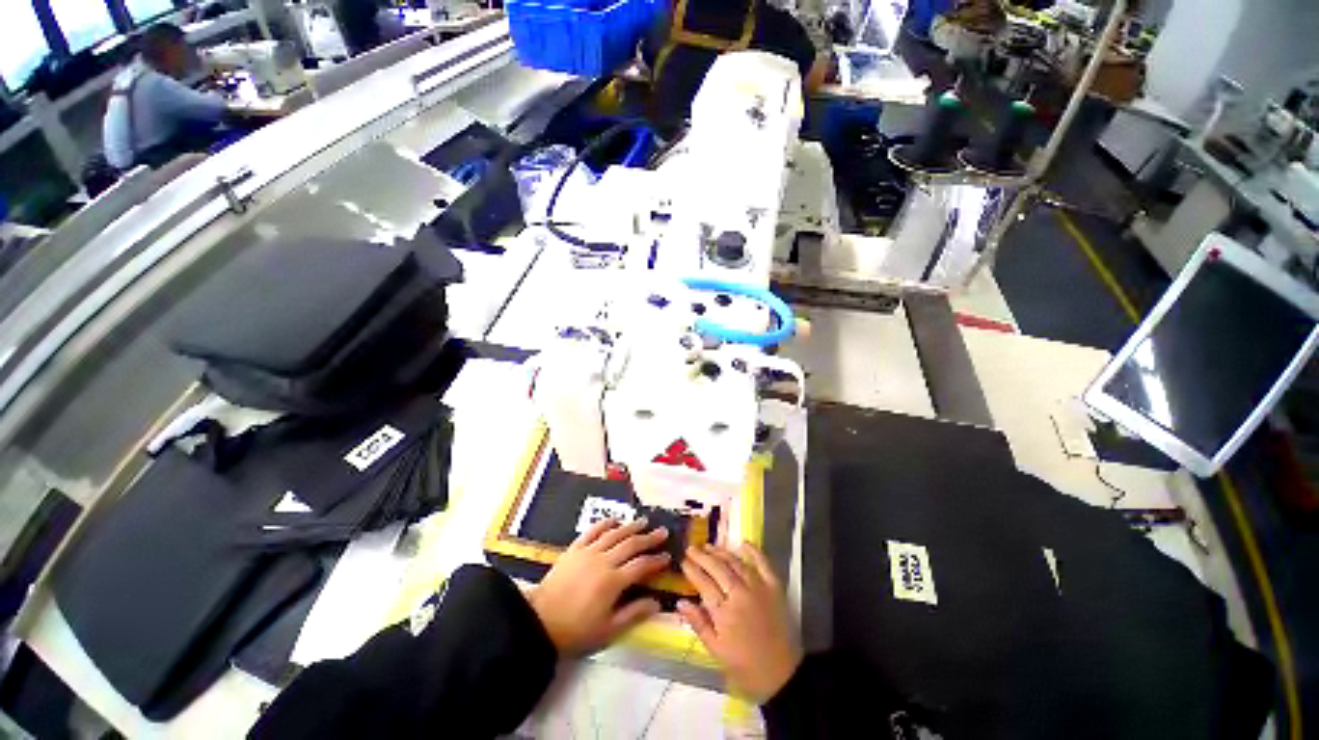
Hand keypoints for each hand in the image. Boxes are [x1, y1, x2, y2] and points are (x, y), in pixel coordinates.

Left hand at [526, 518, 669, 656]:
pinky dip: (605, 523)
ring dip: (631, 526)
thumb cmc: (576, 630)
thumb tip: (657, 602)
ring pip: (614, 533)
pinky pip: (593, 530)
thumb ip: (633, 613)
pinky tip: (614, 520)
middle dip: (649, 538)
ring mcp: (588, 552)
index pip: (641, 565)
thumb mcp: (608, 630)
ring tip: (644, 521)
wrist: (539, 622)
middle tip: (662, 532)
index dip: (656, 560)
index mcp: (613, 582)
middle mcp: (603, 561)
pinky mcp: (575, 548)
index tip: (667, 556)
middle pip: (631, 544)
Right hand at [677, 544, 802, 702]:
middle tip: (691, 548)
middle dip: (702, 556)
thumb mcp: (716, 651)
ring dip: (721, 552)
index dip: (692, 570)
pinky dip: (753, 551)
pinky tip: (743, 543)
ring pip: (736, 562)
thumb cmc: (745, 667)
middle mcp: (740, 594)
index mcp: (724, 612)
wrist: (783, 675)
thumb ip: (699, 624)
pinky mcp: (774, 587)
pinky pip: (763, 563)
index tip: (683, 561)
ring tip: (709, 546)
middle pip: (718, 568)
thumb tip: (681, 602)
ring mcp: (759, 588)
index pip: (703, 583)